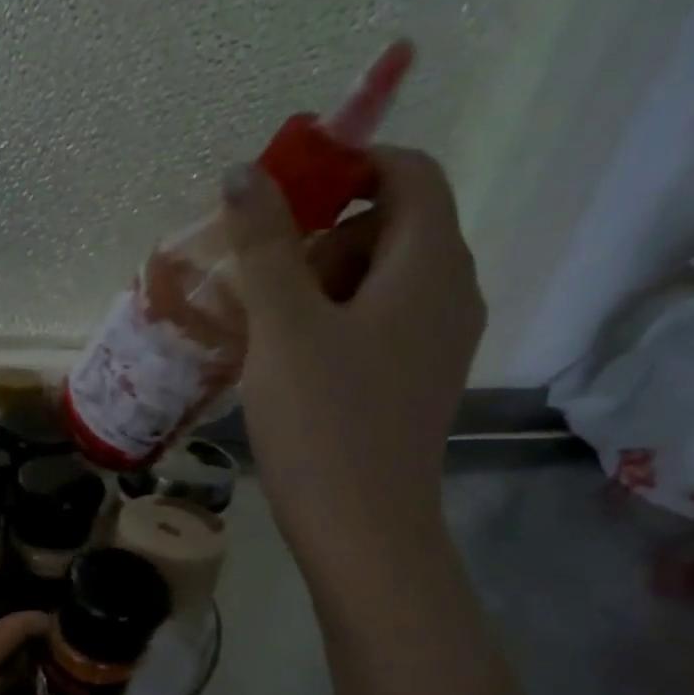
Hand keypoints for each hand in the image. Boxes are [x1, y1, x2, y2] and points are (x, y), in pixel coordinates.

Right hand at [224, 146, 483, 591]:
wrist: (362, 530)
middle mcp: (450, 293)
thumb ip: (266, 245)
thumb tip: (244, 172)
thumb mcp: (284, 326)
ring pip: (378, 280)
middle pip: (390, 226)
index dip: (350, 165)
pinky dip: (330, 323)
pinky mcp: (414, 380)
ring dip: (318, 285)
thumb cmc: (324, 421)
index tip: (282, 196)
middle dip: (322, 238)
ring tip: (266, 332)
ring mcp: (436, 342)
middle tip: (264, 285)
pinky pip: (375, 324)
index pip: (410, 173)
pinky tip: (286, 363)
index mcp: (431, 265)